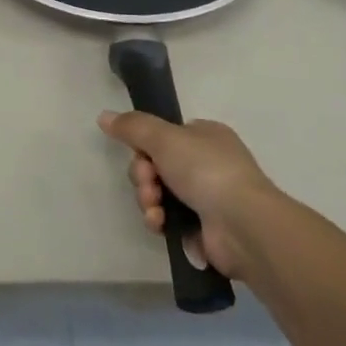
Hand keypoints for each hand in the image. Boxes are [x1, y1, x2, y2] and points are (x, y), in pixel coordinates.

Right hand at [97, 110, 279, 279]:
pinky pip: (168, 220)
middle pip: (155, 166)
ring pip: (158, 194)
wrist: (242, 225)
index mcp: (204, 136)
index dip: (145, 147)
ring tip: (155, 210)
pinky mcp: (202, 229)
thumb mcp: (164, 137)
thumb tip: (103, 116)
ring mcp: (206, 198)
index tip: (141, 155)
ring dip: (148, 200)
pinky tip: (160, 225)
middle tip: (149, 185)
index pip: (163, 136)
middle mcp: (206, 164)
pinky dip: (160, 221)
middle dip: (144, 177)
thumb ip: (132, 126)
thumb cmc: (206, 170)